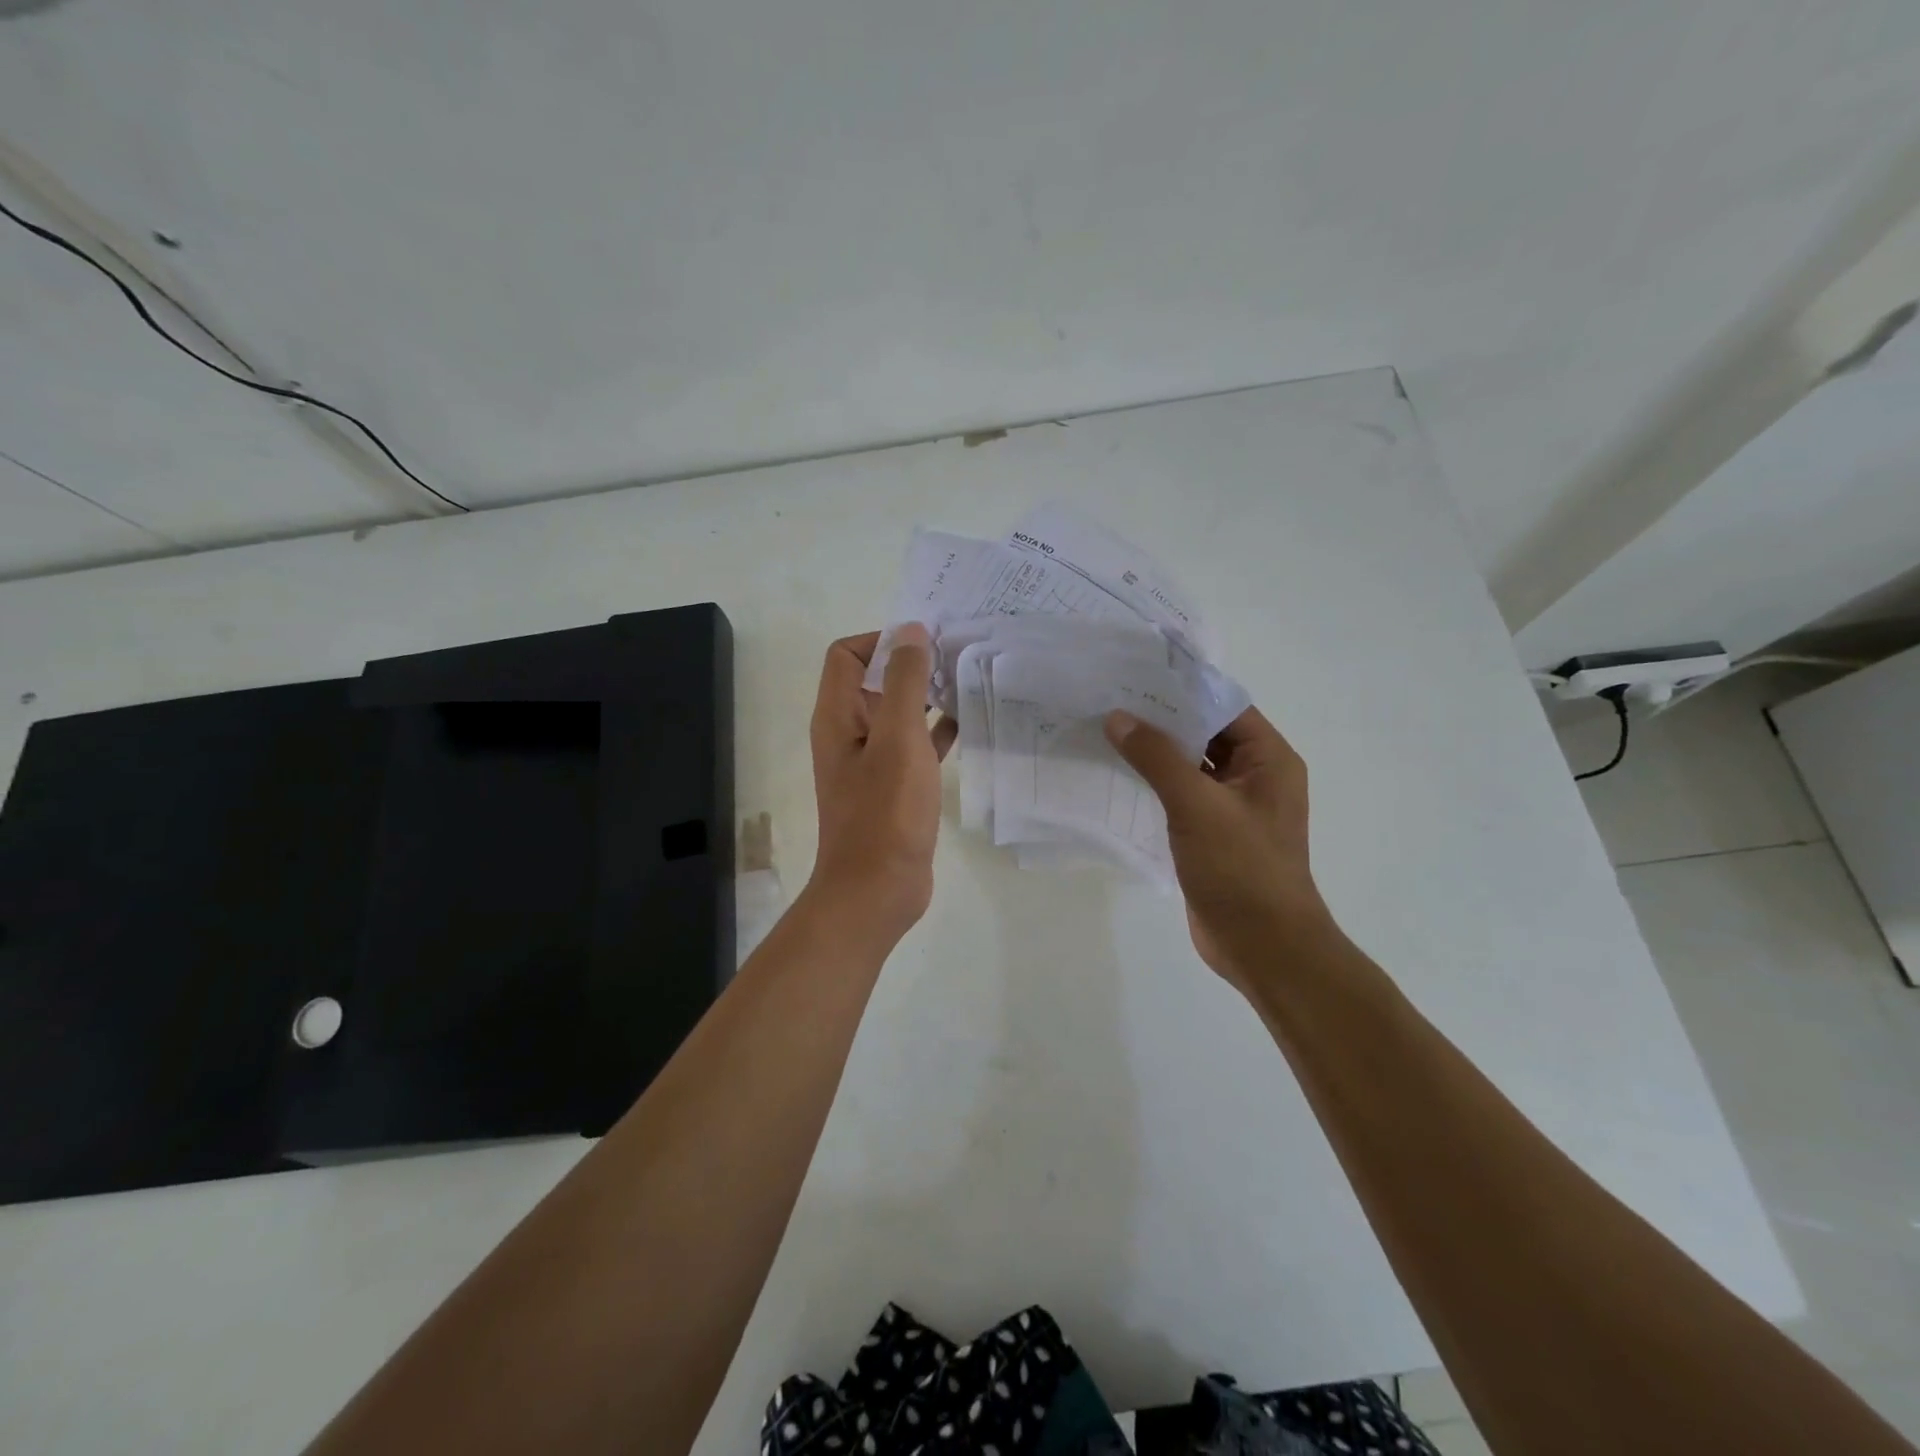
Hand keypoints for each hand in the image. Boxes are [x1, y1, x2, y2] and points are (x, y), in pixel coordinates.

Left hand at [807, 625, 955, 940]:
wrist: (878, 889)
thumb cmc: (885, 811)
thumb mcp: (898, 738)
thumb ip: (905, 682)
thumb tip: (910, 631)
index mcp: (837, 716)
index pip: (847, 654)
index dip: (882, 641)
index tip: (925, 645)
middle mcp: (849, 732)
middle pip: (874, 680)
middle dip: (912, 665)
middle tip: (959, 657)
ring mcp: (872, 761)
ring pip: (899, 713)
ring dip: (928, 696)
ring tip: (969, 682)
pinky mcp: (895, 786)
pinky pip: (915, 745)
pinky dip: (936, 731)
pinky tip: (969, 724)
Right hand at [1104, 706, 1335, 991]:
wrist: (1263, 946)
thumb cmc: (1241, 868)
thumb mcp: (1197, 806)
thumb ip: (1157, 757)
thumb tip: (1118, 717)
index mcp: (1268, 759)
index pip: (1223, 706)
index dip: (1181, 689)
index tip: (1134, 675)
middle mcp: (1254, 776)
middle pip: (1205, 733)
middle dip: (1161, 719)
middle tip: (1110, 700)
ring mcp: (1233, 807)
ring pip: (1191, 766)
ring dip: (1155, 752)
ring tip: (1106, 730)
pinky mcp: (1213, 833)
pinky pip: (1182, 795)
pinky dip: (1155, 783)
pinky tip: (1118, 775)